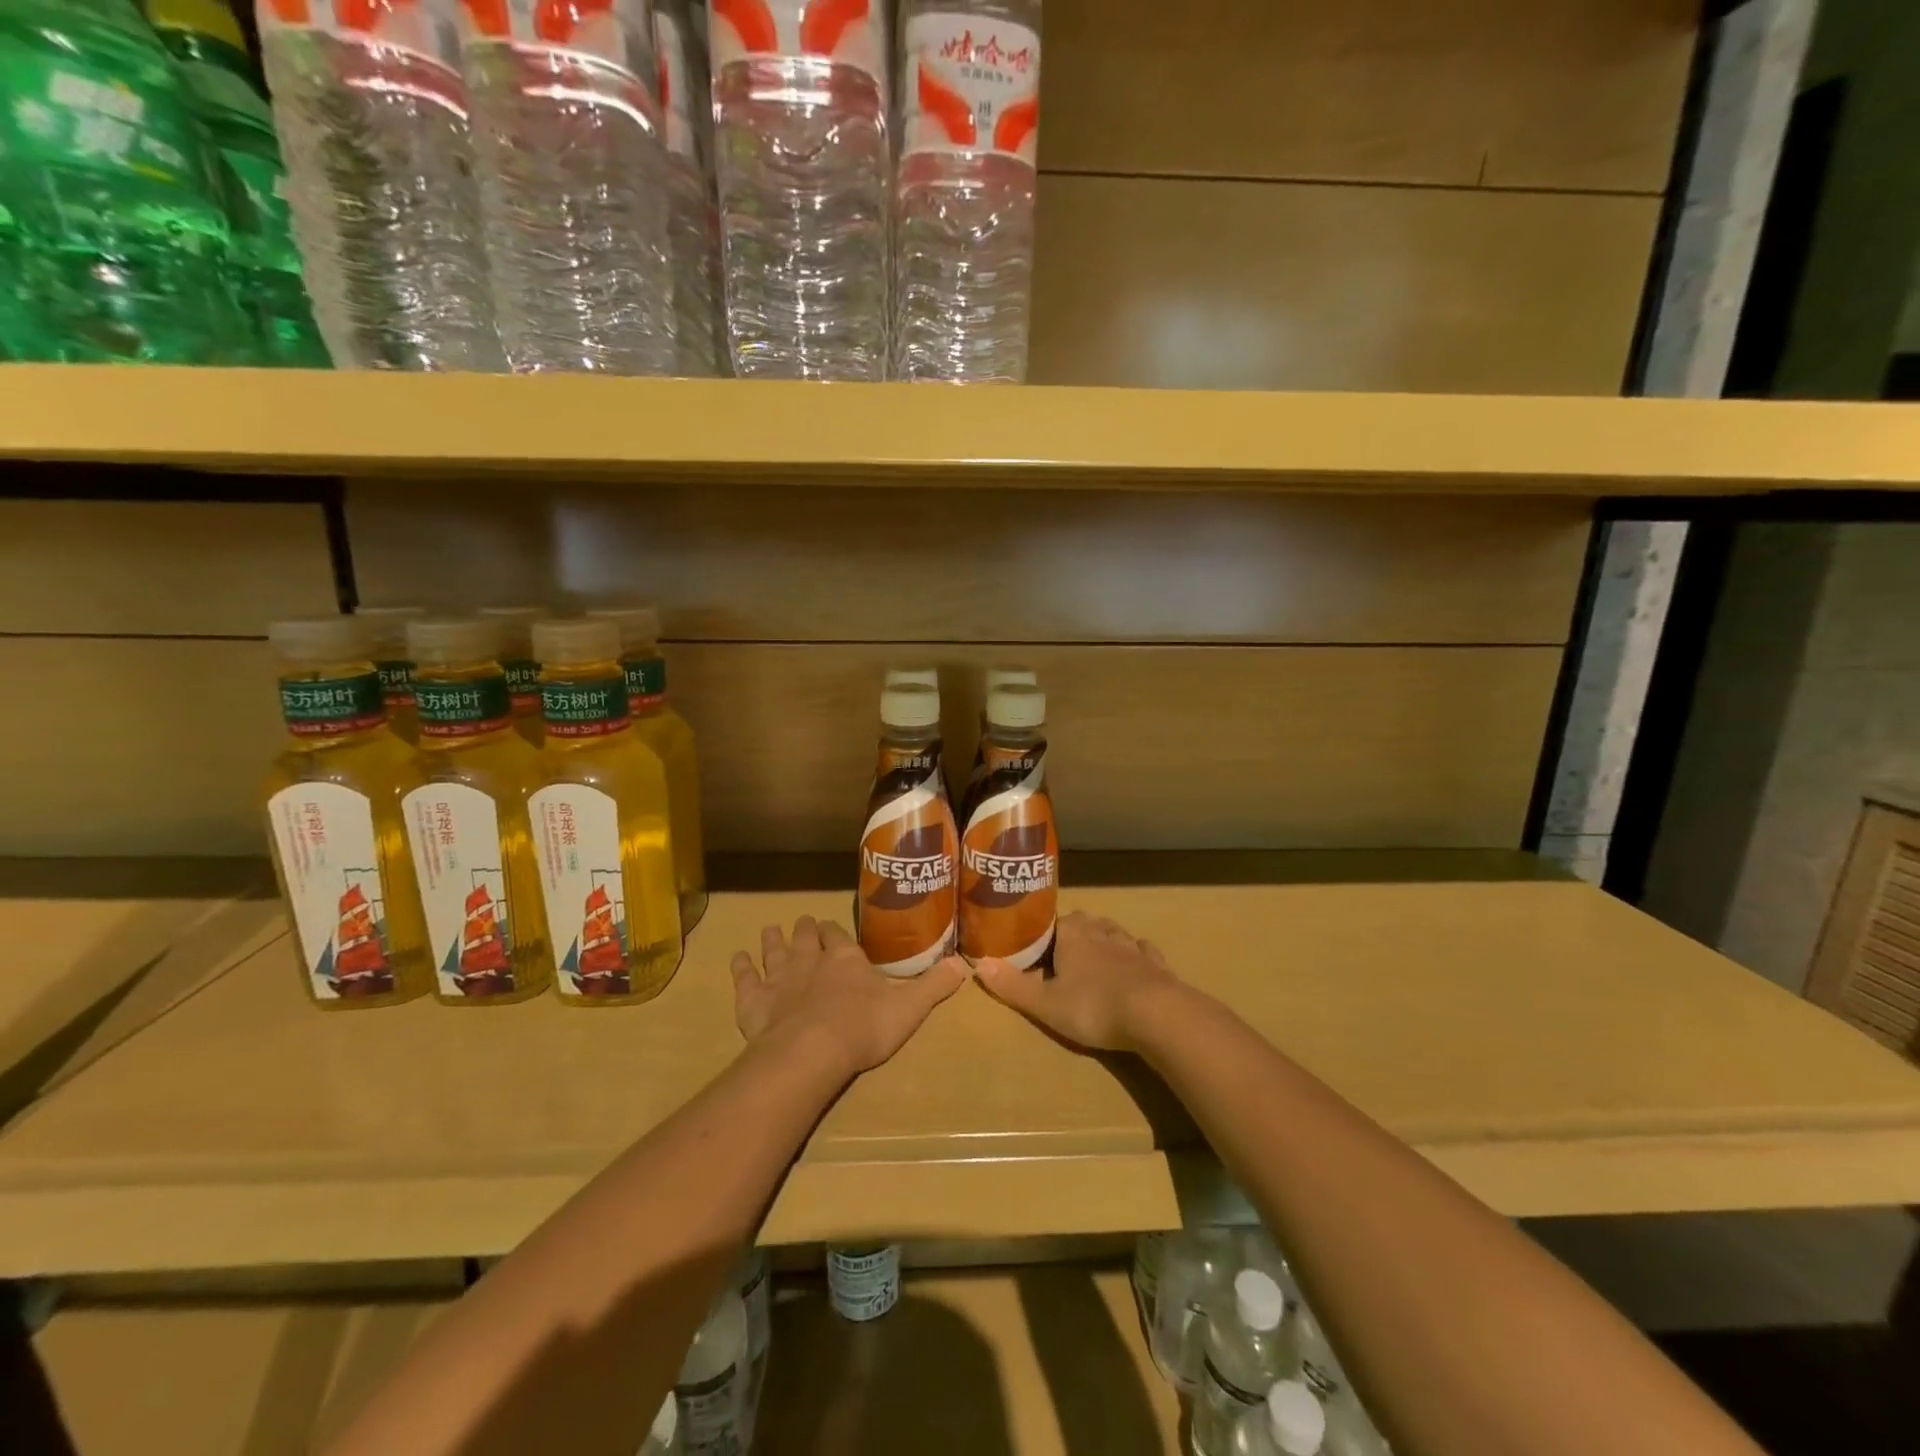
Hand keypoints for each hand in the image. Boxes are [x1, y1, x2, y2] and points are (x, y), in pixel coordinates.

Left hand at [731, 916, 968, 1077]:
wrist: (812, 1051)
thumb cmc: (864, 1027)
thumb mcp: (909, 1008)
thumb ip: (933, 986)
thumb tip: (964, 965)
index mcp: (846, 959)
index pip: (839, 937)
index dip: (834, 932)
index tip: (829, 926)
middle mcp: (811, 961)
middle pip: (805, 939)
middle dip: (804, 930)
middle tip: (801, 922)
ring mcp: (780, 979)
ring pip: (774, 952)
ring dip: (772, 941)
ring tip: (769, 929)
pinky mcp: (754, 1001)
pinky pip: (745, 979)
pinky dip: (741, 968)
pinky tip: (737, 959)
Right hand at [975, 910, 1182, 1051]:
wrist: (1157, 1015)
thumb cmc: (1094, 1007)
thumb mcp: (1045, 1003)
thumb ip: (1012, 985)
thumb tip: (977, 964)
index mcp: (1072, 934)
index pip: (1051, 922)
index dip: (1041, 936)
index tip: (1035, 951)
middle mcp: (1102, 931)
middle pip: (1083, 923)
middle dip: (1072, 935)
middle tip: (1061, 958)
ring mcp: (1132, 945)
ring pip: (1113, 933)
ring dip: (1103, 942)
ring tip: (1094, 959)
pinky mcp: (1156, 964)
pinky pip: (1142, 951)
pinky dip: (1135, 956)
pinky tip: (1134, 964)